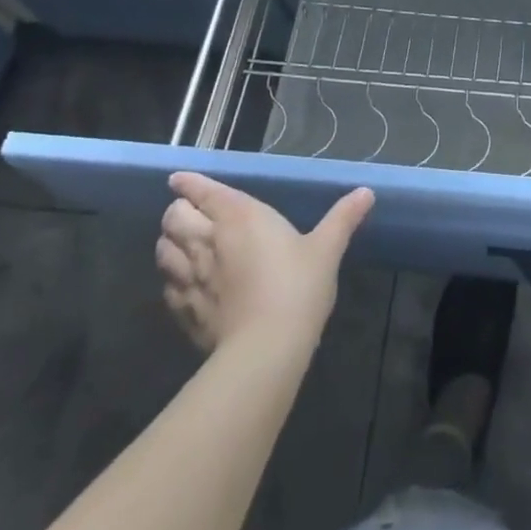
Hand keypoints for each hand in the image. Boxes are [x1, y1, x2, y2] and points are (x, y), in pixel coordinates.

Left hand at [156, 174, 373, 353]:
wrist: (266, 350)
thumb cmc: (297, 287)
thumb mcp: (326, 249)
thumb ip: (343, 218)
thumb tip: (366, 191)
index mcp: (239, 216)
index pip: (203, 191)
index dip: (189, 183)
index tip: (178, 179)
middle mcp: (208, 240)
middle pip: (174, 217)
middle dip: (177, 211)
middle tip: (188, 214)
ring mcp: (192, 278)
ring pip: (164, 251)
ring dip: (169, 244)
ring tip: (181, 245)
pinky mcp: (185, 312)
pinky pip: (167, 288)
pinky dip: (171, 279)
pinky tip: (183, 284)